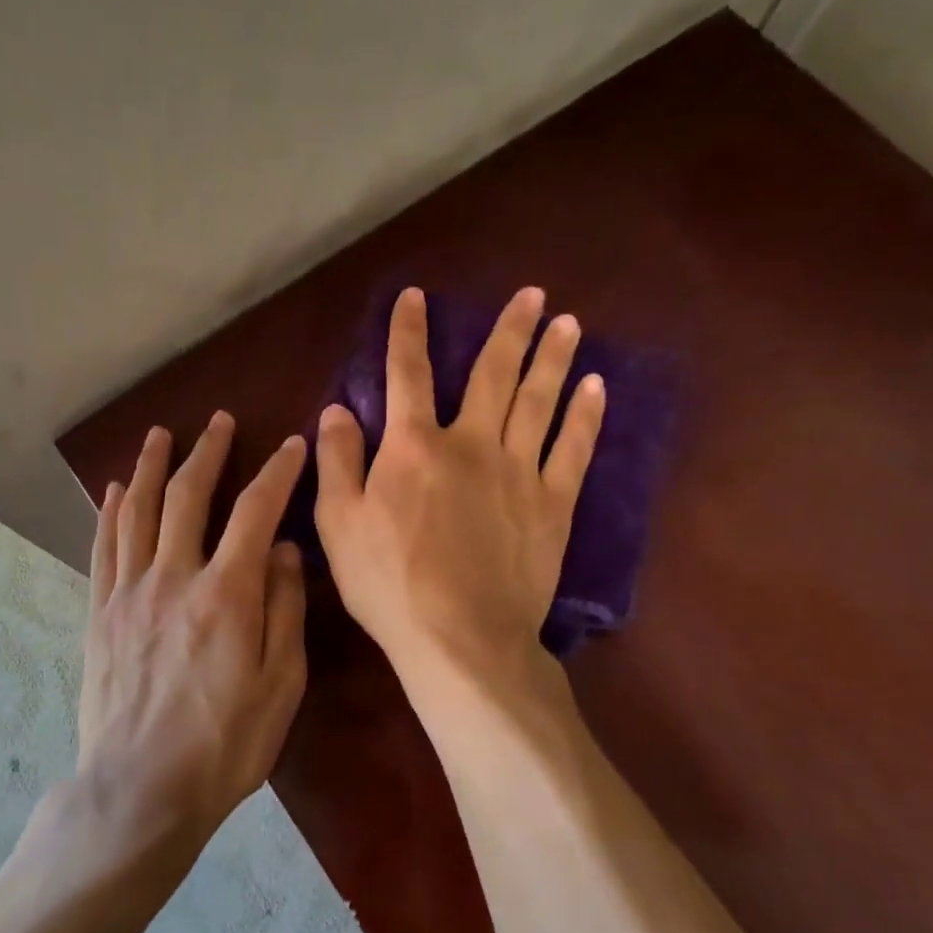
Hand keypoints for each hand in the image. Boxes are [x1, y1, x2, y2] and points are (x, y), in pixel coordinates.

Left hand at [78, 414, 308, 856]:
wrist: (140, 790)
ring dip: (151, 467)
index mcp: (226, 594)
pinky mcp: (100, 614)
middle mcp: (173, 578)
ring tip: (159, 435)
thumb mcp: (281, 686)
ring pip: (138, 511)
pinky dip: (110, 512)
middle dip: (207, 452)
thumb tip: (285, 549)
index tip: (291, 444)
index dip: (276, 472)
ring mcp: (129, 593)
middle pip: (188, 496)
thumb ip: (285, 610)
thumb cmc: (224, 746)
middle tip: (218, 420)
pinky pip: (104, 548)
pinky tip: (113, 489)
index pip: (255, 512)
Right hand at [315, 286, 604, 681]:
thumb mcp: (338, 522)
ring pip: (539, 402)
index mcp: (413, 446)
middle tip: (533, 294)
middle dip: (510, 330)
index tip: (417, 295)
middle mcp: (470, 443)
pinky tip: (596, 389)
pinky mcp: (552, 505)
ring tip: (569, 323)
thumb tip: (337, 408)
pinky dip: (585, 417)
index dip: (408, 331)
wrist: (460, 638)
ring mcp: (518, 471)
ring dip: (554, 359)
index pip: (406, 374)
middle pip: (492, 375)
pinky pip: (573, 450)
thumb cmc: (388, 581)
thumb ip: (338, 460)